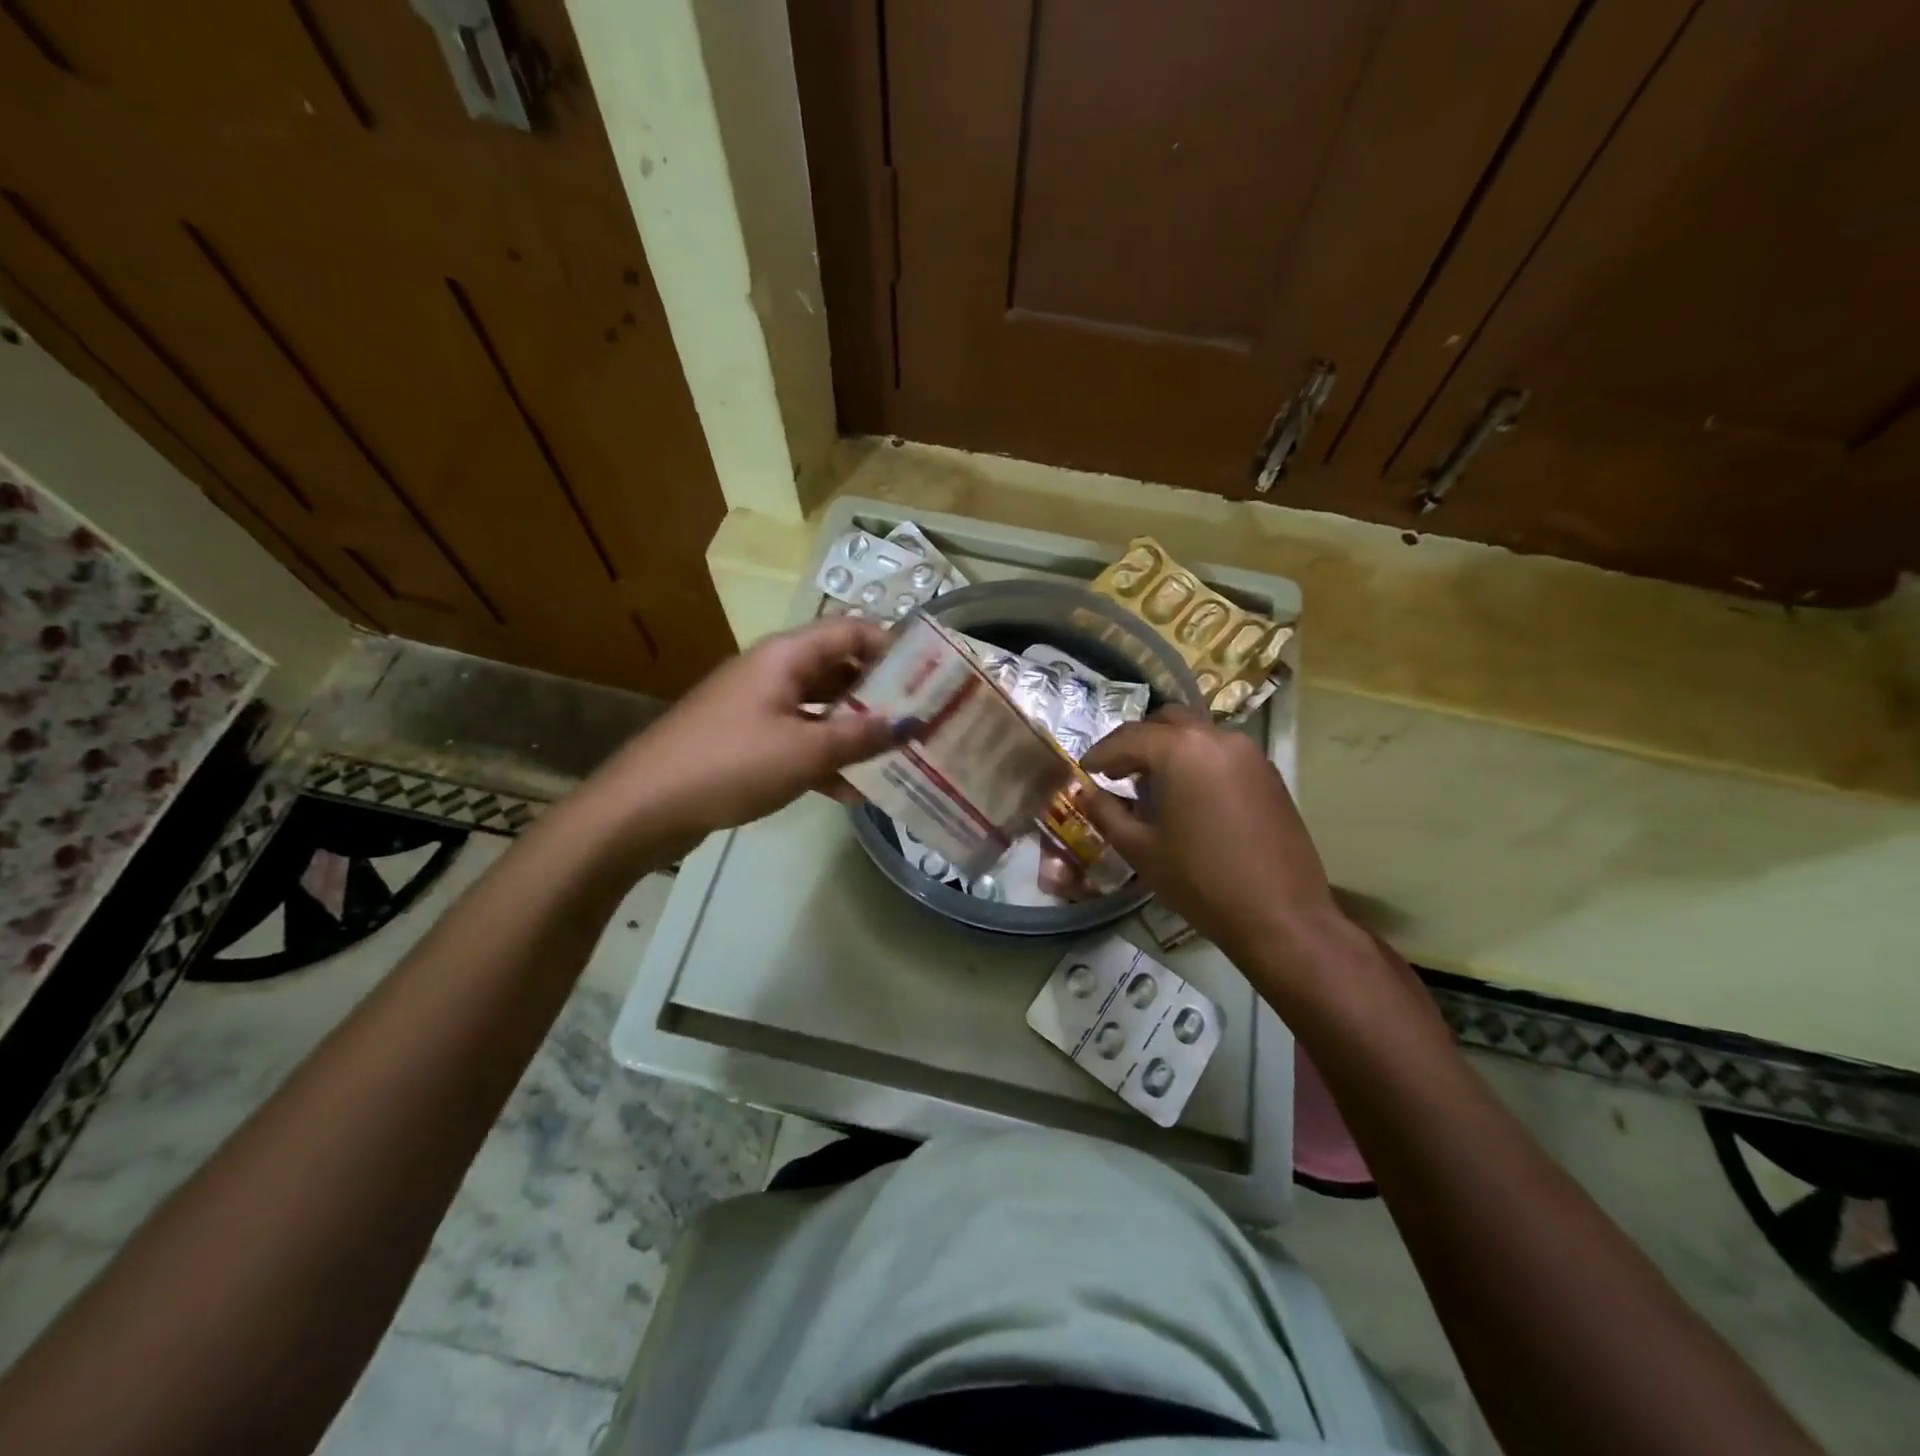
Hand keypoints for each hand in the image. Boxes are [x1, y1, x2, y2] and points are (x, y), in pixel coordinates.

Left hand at [596, 617, 897, 840]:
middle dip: (880, 693)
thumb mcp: (806, 751)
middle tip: (922, 719)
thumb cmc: (731, 763)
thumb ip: (861, 736)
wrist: (645, 806)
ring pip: (822, 708)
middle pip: (839, 668)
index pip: (850, 630)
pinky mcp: (748, 741)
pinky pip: (800, 739)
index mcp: (786, 656)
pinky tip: (854, 791)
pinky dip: (826, 758)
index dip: (892, 645)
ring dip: (856, 730)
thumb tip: (909, 723)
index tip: (930, 674)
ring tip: (899, 756)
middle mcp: (774, 672)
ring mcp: (759, 707)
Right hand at [1080, 708, 1344, 962]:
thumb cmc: (1200, 880)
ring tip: (1151, 786)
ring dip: (1168, 749)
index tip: (1084, 771)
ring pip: (1196, 734)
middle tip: (1116, 773)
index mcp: (1181, 749)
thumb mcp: (1140, 848)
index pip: (1128, 737)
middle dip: (1136, 743)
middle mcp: (1217, 737)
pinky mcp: (1268, 773)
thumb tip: (1085, 793)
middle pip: (1165, 722)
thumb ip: (1106, 812)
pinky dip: (1196, 761)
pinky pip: (1221, 752)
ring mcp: (1249, 753)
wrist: (1280, 915)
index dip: (1100, 753)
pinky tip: (1187, 796)